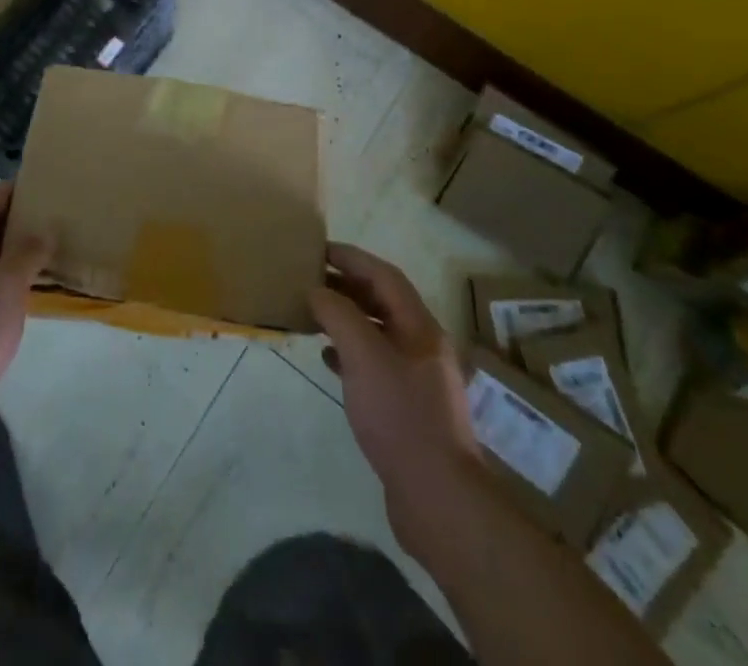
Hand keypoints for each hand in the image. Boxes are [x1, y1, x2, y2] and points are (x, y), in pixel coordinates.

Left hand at [0, 180, 53, 415]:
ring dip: (3, 261)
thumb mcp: (5, 286)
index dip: (0, 193)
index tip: (29, 186)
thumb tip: (43, 231)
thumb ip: (26, 253)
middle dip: (4, 226)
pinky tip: (22, 304)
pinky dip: (0, 292)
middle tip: (40, 222)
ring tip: (38, 260)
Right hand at [310, 244, 478, 550]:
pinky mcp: (408, 408)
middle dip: (347, 286)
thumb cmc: (401, 416)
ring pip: (377, 333)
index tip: (318, 249)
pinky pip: (375, 365)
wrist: (438, 498)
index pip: (384, 275)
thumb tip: (317, 291)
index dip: (352, 258)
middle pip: (382, 301)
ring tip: (313, 315)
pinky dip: (350, 354)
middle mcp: (423, 346)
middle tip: (309, 280)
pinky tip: (328, 359)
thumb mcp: (364, 356)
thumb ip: (338, 315)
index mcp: (420, 327)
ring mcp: (417, 379)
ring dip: (346, 319)